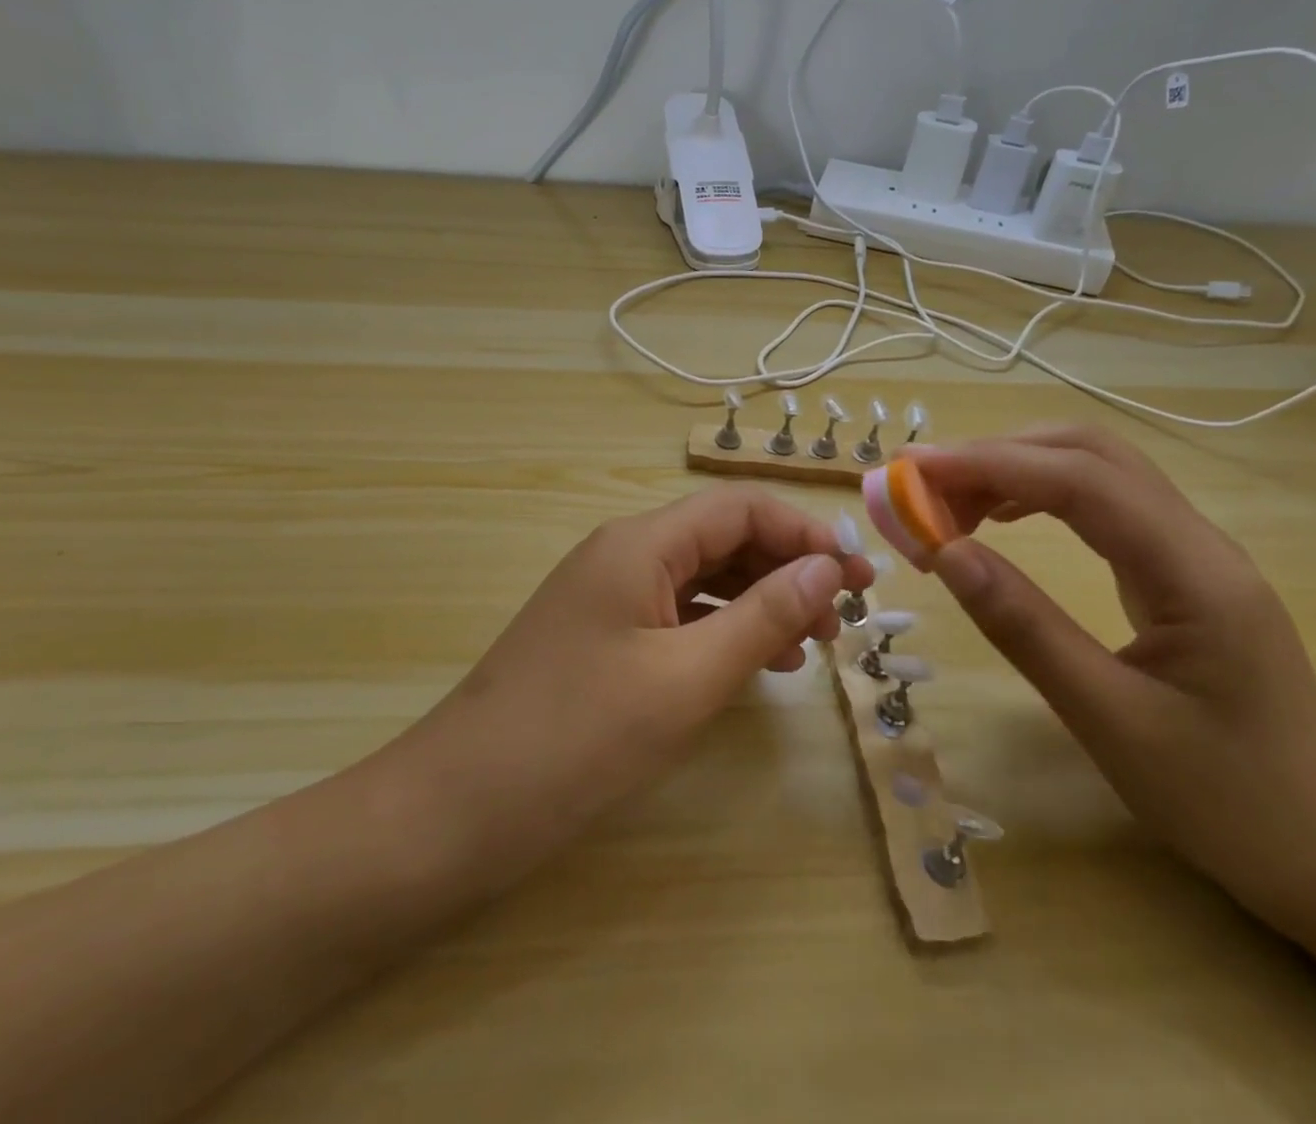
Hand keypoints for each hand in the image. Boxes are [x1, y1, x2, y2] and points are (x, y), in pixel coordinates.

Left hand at [390, 486, 872, 892]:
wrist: (457, 808)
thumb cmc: (578, 737)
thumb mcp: (686, 678)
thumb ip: (763, 617)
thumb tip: (828, 568)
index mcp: (641, 543)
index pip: (740, 508)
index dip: (805, 533)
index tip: (858, 575)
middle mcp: (624, 553)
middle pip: (723, 537)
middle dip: (787, 568)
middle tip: (844, 616)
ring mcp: (609, 594)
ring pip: (703, 577)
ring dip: (760, 600)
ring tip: (812, 645)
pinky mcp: (602, 634)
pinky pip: (678, 614)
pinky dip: (723, 629)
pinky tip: (756, 663)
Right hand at [917, 427, 1315, 928]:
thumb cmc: (1226, 800)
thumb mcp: (1110, 722)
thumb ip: (1026, 629)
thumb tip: (947, 553)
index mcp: (1193, 572)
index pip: (1081, 481)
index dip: (990, 464)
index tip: (913, 469)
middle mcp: (1197, 540)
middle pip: (1090, 453)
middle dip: (998, 454)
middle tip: (921, 484)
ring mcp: (1191, 550)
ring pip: (1095, 470)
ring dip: (1016, 469)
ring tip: (948, 503)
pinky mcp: (1178, 569)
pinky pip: (1101, 504)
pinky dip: (1038, 495)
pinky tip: (1001, 519)